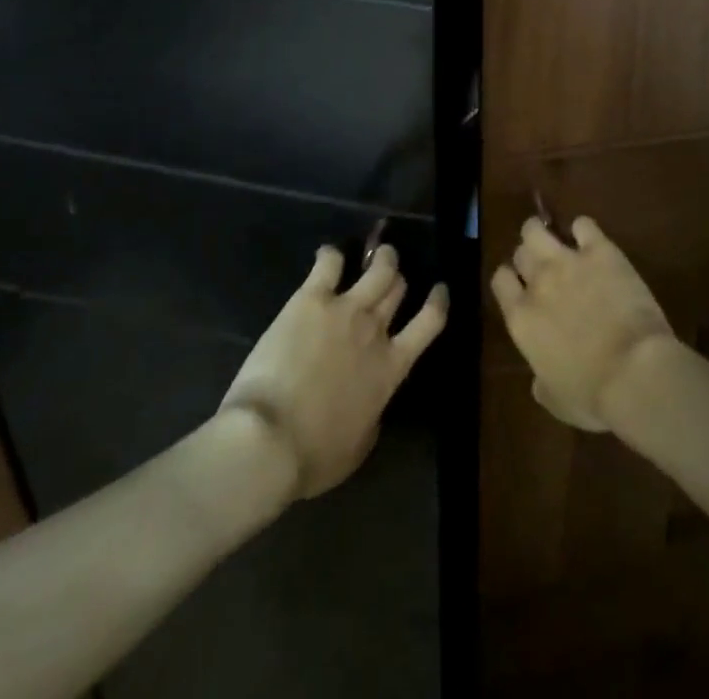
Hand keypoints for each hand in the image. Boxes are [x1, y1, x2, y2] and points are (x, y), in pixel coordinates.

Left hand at [220, 244, 446, 497]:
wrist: (268, 439)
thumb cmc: (312, 456)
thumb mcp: (358, 447)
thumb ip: (373, 416)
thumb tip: (372, 405)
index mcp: (391, 368)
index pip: (430, 322)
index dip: (438, 301)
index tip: (439, 289)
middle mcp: (376, 330)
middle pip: (398, 289)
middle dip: (397, 278)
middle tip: (390, 273)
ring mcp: (346, 309)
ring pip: (378, 267)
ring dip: (381, 256)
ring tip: (376, 251)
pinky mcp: (311, 299)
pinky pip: (329, 263)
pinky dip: (331, 255)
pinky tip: (327, 255)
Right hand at [490, 212, 672, 430]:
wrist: (634, 372)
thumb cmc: (593, 396)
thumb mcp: (556, 400)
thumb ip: (541, 381)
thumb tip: (539, 377)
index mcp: (521, 318)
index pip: (500, 280)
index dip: (511, 280)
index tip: (522, 287)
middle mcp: (538, 282)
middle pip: (520, 252)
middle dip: (528, 257)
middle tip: (544, 268)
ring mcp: (567, 261)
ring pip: (537, 229)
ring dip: (543, 232)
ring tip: (557, 240)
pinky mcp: (600, 251)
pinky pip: (583, 224)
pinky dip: (583, 230)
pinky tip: (591, 242)